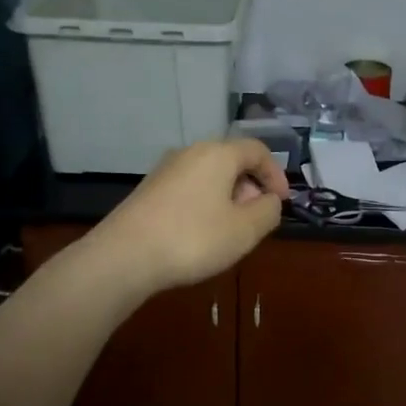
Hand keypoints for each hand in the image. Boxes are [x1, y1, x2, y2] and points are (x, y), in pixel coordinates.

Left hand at [88, 139, 290, 294]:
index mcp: (218, 154)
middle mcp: (191, 152)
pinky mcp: (149, 189)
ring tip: (230, 229)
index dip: (276, 174)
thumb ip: (268, 211)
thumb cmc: (193, 238)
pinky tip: (200, 233)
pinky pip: (189, 187)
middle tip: (256, 218)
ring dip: (227, 196)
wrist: (124, 256)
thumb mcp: (245, 230)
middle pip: (231, 160)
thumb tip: (270, 200)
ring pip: (209, 174)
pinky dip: (205, 203)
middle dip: (251, 186)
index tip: (282, 202)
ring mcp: (166, 169)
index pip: (257, 150)